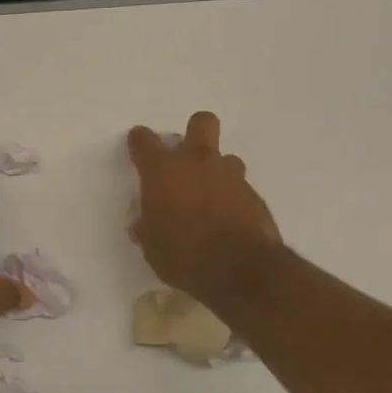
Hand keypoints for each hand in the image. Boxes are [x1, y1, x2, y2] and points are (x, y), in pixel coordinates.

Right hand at [127, 111, 284, 306]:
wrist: (241, 270)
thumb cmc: (183, 255)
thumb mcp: (152, 247)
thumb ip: (147, 229)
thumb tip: (144, 225)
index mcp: (163, 171)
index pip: (145, 140)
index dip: (139, 141)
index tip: (137, 148)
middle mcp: (197, 163)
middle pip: (201, 122)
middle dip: (194, 132)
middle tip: (186, 157)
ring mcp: (230, 176)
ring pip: (226, 157)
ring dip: (217, 171)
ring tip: (210, 197)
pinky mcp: (254, 195)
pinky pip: (240, 187)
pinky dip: (232, 198)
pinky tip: (227, 219)